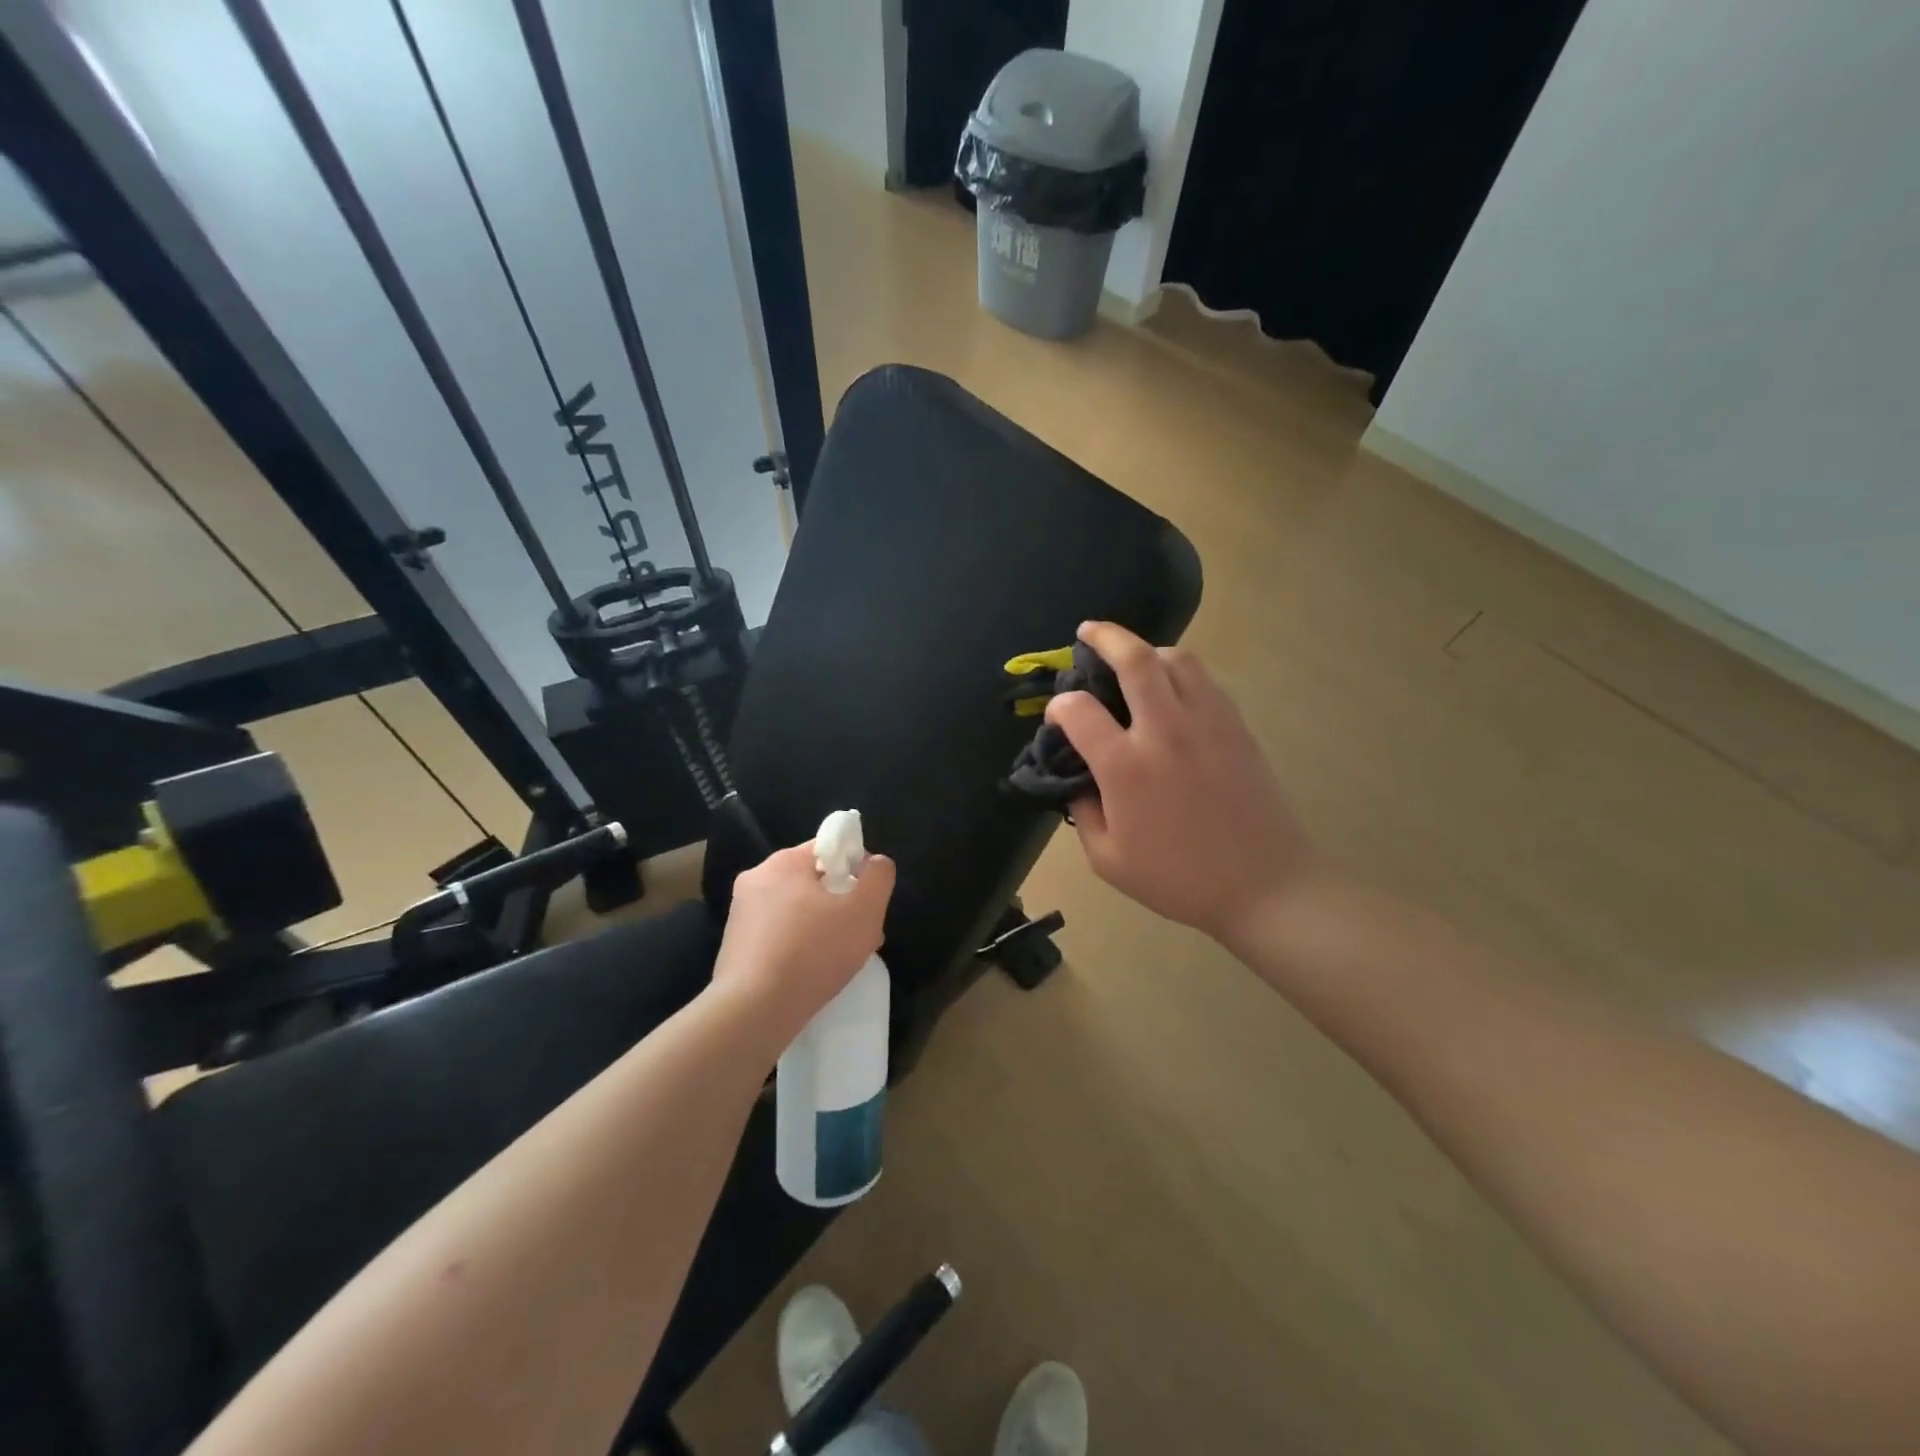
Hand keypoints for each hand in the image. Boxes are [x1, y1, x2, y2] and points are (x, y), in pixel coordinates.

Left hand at [713, 843, 895, 1049]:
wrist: (753, 1012)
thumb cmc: (813, 953)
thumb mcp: (865, 911)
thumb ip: (879, 877)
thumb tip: (875, 862)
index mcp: (784, 862)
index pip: (829, 848)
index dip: (856, 869)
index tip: (867, 901)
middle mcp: (756, 878)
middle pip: (812, 880)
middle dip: (840, 903)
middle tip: (859, 935)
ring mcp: (740, 912)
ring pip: (795, 909)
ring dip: (820, 926)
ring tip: (838, 959)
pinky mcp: (733, 944)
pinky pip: (776, 934)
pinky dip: (797, 946)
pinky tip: (810, 973)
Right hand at [1047, 621, 1310, 947]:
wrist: (1264, 885)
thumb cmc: (1179, 879)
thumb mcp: (1109, 860)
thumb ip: (1082, 813)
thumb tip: (1077, 779)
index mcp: (1126, 767)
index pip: (1078, 711)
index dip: (1058, 707)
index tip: (1057, 718)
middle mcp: (1164, 731)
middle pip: (1134, 659)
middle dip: (1104, 636)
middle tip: (1088, 632)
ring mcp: (1206, 723)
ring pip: (1176, 659)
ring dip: (1147, 649)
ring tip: (1134, 658)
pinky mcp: (1236, 726)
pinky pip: (1204, 680)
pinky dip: (1179, 671)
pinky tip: (1171, 689)